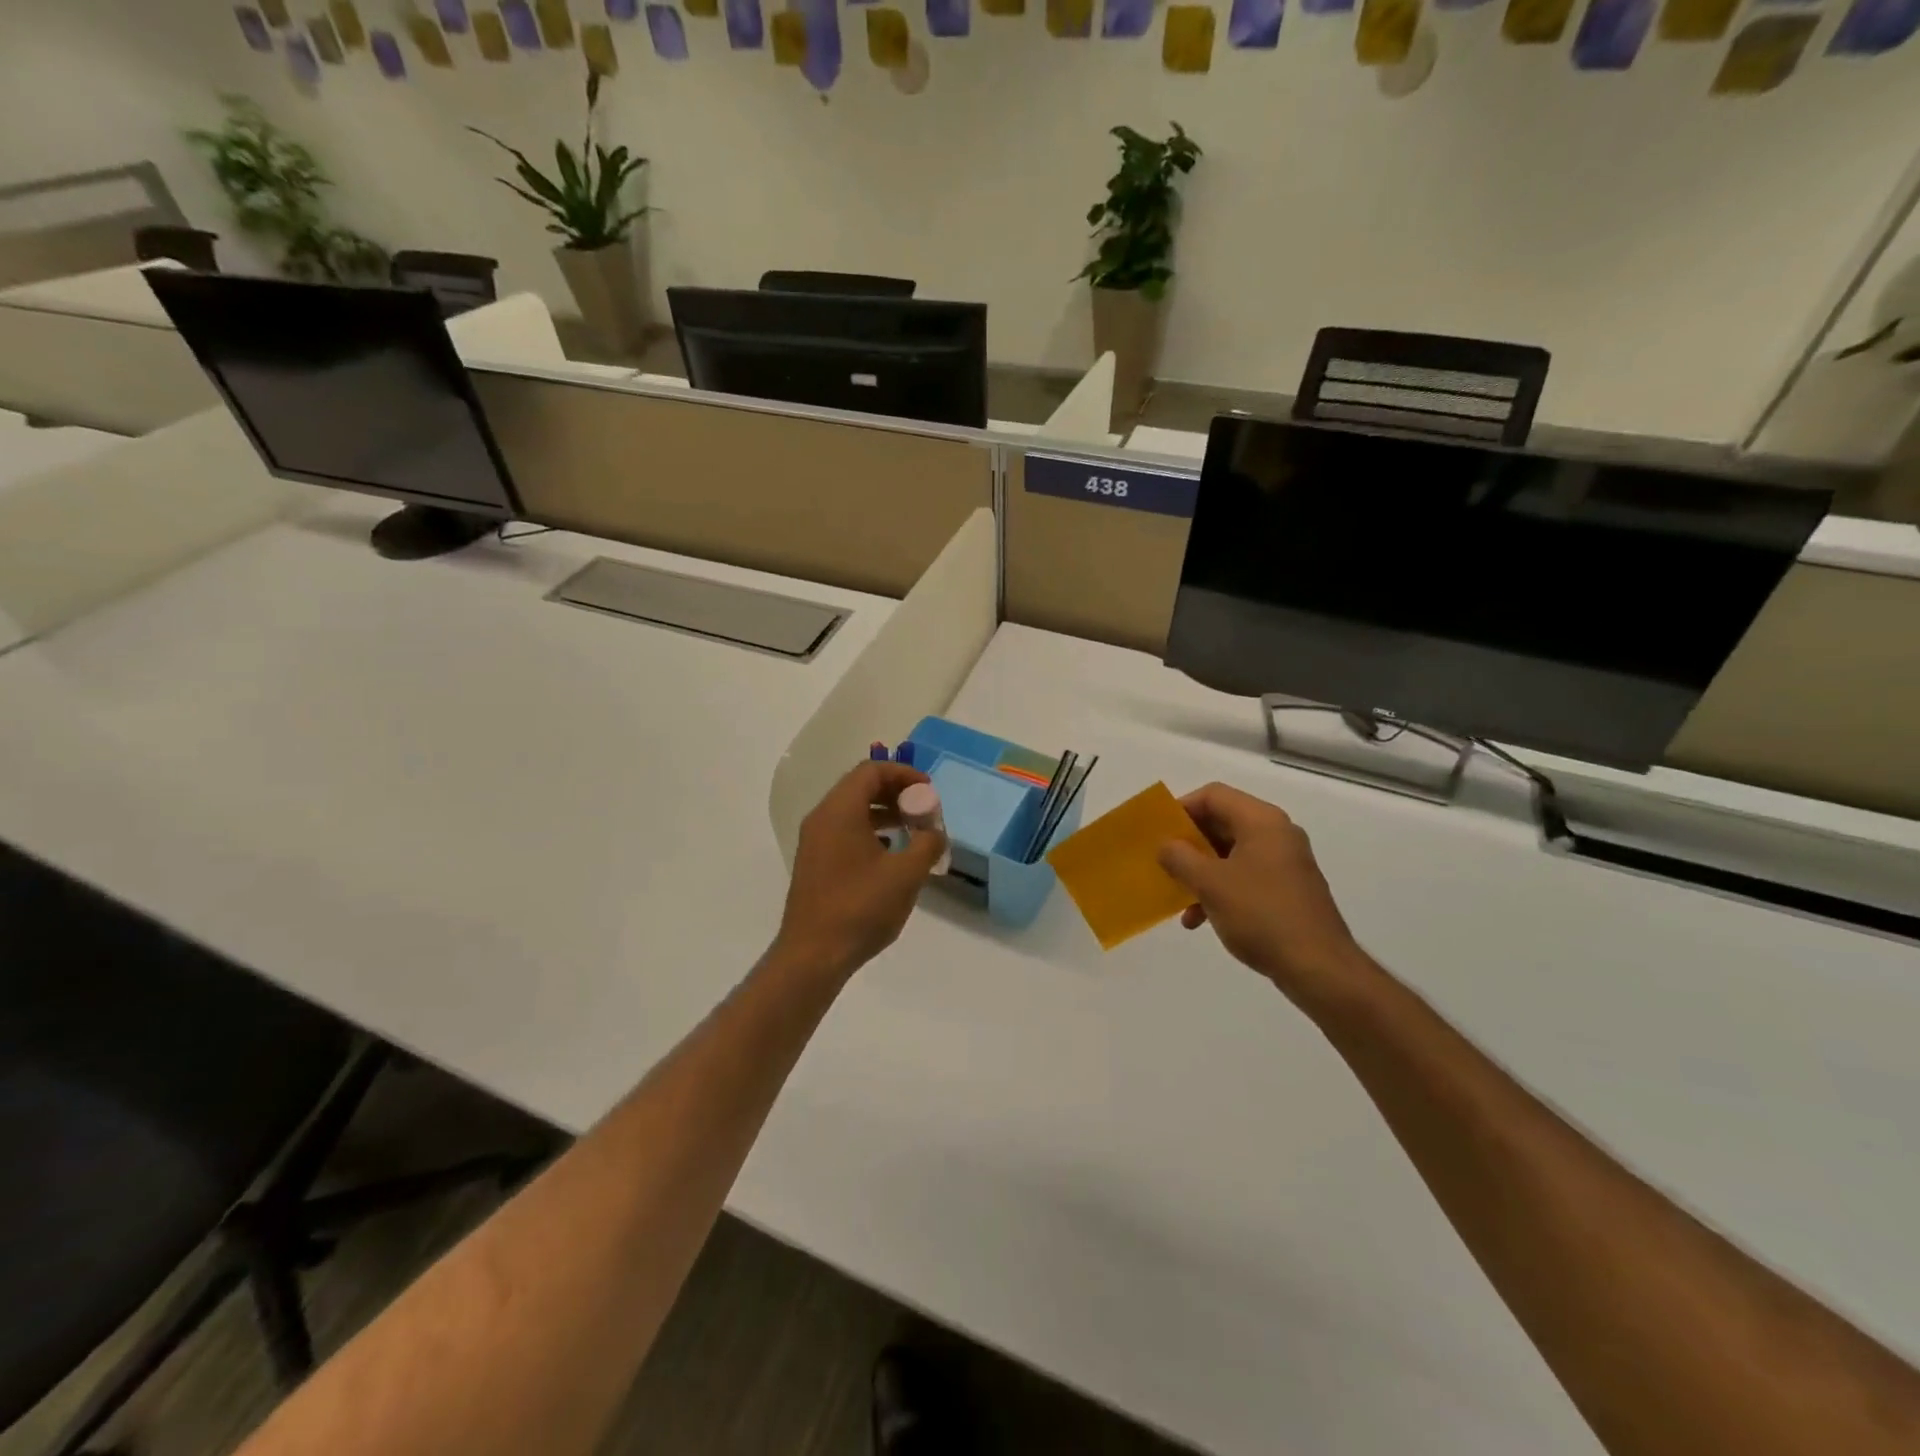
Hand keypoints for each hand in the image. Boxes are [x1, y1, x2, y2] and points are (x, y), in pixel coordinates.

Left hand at [771, 761, 948, 982]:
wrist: (813, 955)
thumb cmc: (860, 908)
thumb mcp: (906, 874)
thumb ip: (927, 844)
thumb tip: (935, 832)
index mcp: (840, 811)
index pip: (871, 771)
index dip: (904, 774)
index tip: (929, 791)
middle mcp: (822, 818)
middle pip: (860, 787)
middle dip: (896, 792)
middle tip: (924, 810)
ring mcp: (814, 841)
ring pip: (852, 810)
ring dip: (884, 813)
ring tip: (913, 831)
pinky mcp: (814, 863)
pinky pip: (844, 832)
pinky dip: (869, 832)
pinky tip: (890, 855)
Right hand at [1157, 783, 1368, 1005]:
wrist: (1318, 967)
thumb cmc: (1261, 914)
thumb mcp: (1210, 884)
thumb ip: (1180, 858)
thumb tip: (1166, 845)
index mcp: (1261, 821)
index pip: (1213, 795)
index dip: (1182, 808)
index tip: (1160, 832)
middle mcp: (1276, 834)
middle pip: (1222, 823)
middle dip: (1189, 844)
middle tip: (1163, 862)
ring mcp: (1284, 863)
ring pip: (1230, 854)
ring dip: (1200, 871)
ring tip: (1179, 898)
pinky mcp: (1287, 890)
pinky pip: (1244, 877)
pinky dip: (1220, 890)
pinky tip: (1200, 919)